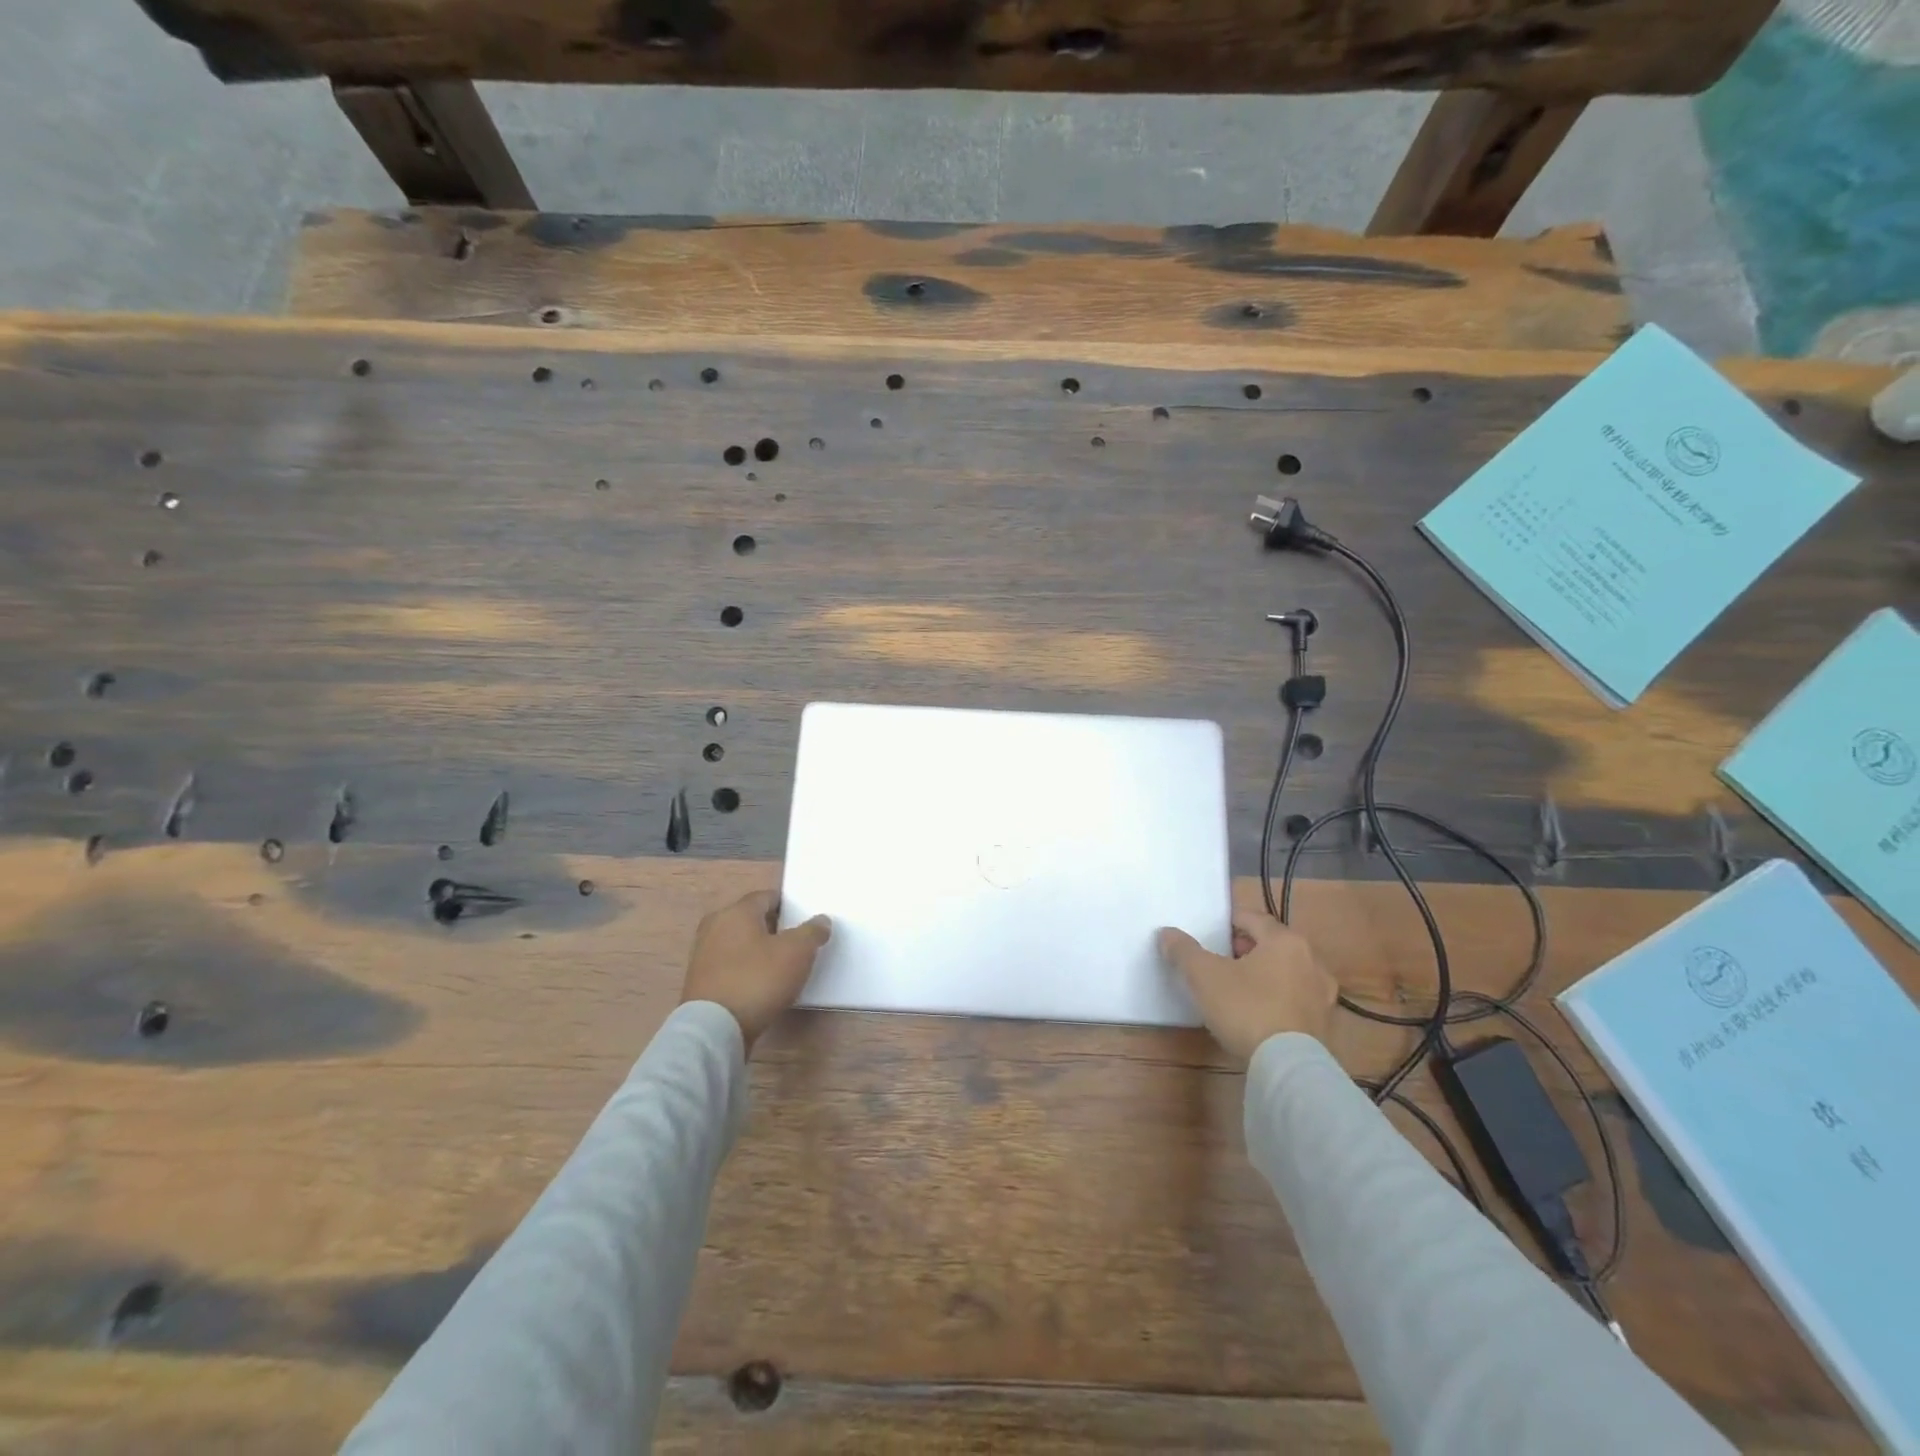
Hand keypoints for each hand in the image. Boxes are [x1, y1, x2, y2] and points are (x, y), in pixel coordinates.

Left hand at [681, 890, 831, 1052]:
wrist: (714, 1029)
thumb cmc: (758, 979)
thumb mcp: (797, 952)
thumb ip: (812, 932)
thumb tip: (820, 920)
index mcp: (736, 911)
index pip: (767, 897)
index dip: (789, 907)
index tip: (804, 923)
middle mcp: (715, 926)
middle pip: (751, 920)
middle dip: (774, 929)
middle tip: (796, 944)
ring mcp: (703, 954)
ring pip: (739, 944)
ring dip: (759, 951)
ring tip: (781, 968)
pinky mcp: (699, 981)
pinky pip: (730, 966)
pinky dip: (745, 970)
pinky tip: (760, 986)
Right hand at [1158, 911, 1337, 1062]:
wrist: (1287, 1066)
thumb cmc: (1246, 1008)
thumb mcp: (1203, 975)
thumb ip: (1184, 950)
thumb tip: (1167, 933)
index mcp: (1285, 941)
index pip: (1254, 918)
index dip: (1230, 922)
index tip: (1211, 934)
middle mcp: (1312, 961)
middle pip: (1273, 944)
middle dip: (1247, 948)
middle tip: (1221, 960)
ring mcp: (1322, 995)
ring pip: (1287, 972)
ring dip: (1265, 974)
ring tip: (1238, 987)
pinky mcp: (1325, 1024)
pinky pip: (1296, 999)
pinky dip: (1278, 998)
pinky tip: (1258, 1013)